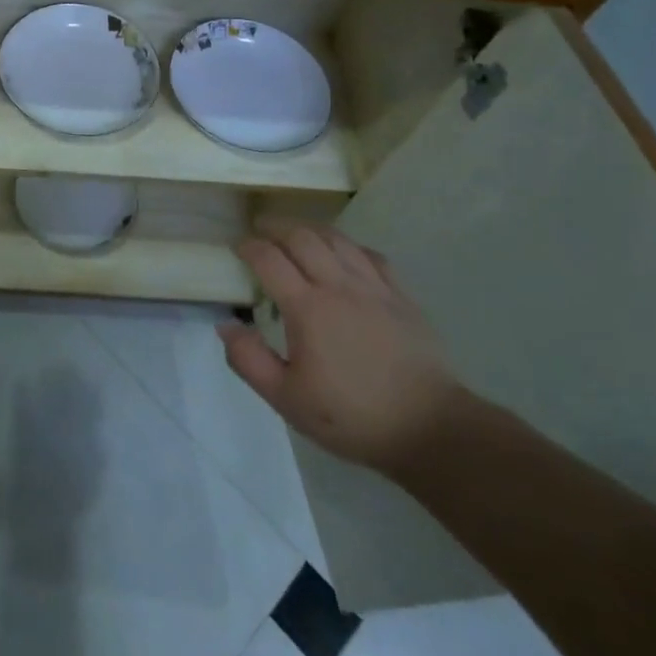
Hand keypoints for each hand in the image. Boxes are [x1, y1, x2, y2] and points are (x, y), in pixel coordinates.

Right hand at [218, 219, 466, 475]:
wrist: (429, 429)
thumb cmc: (352, 416)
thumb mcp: (287, 399)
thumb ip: (249, 360)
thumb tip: (226, 325)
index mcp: (307, 308)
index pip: (269, 259)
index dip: (248, 246)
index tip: (236, 247)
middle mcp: (338, 286)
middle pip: (302, 237)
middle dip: (276, 227)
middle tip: (260, 230)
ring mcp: (374, 288)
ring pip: (337, 239)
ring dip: (309, 229)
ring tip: (295, 233)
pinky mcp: (401, 297)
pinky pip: (370, 255)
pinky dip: (348, 246)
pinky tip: (343, 253)